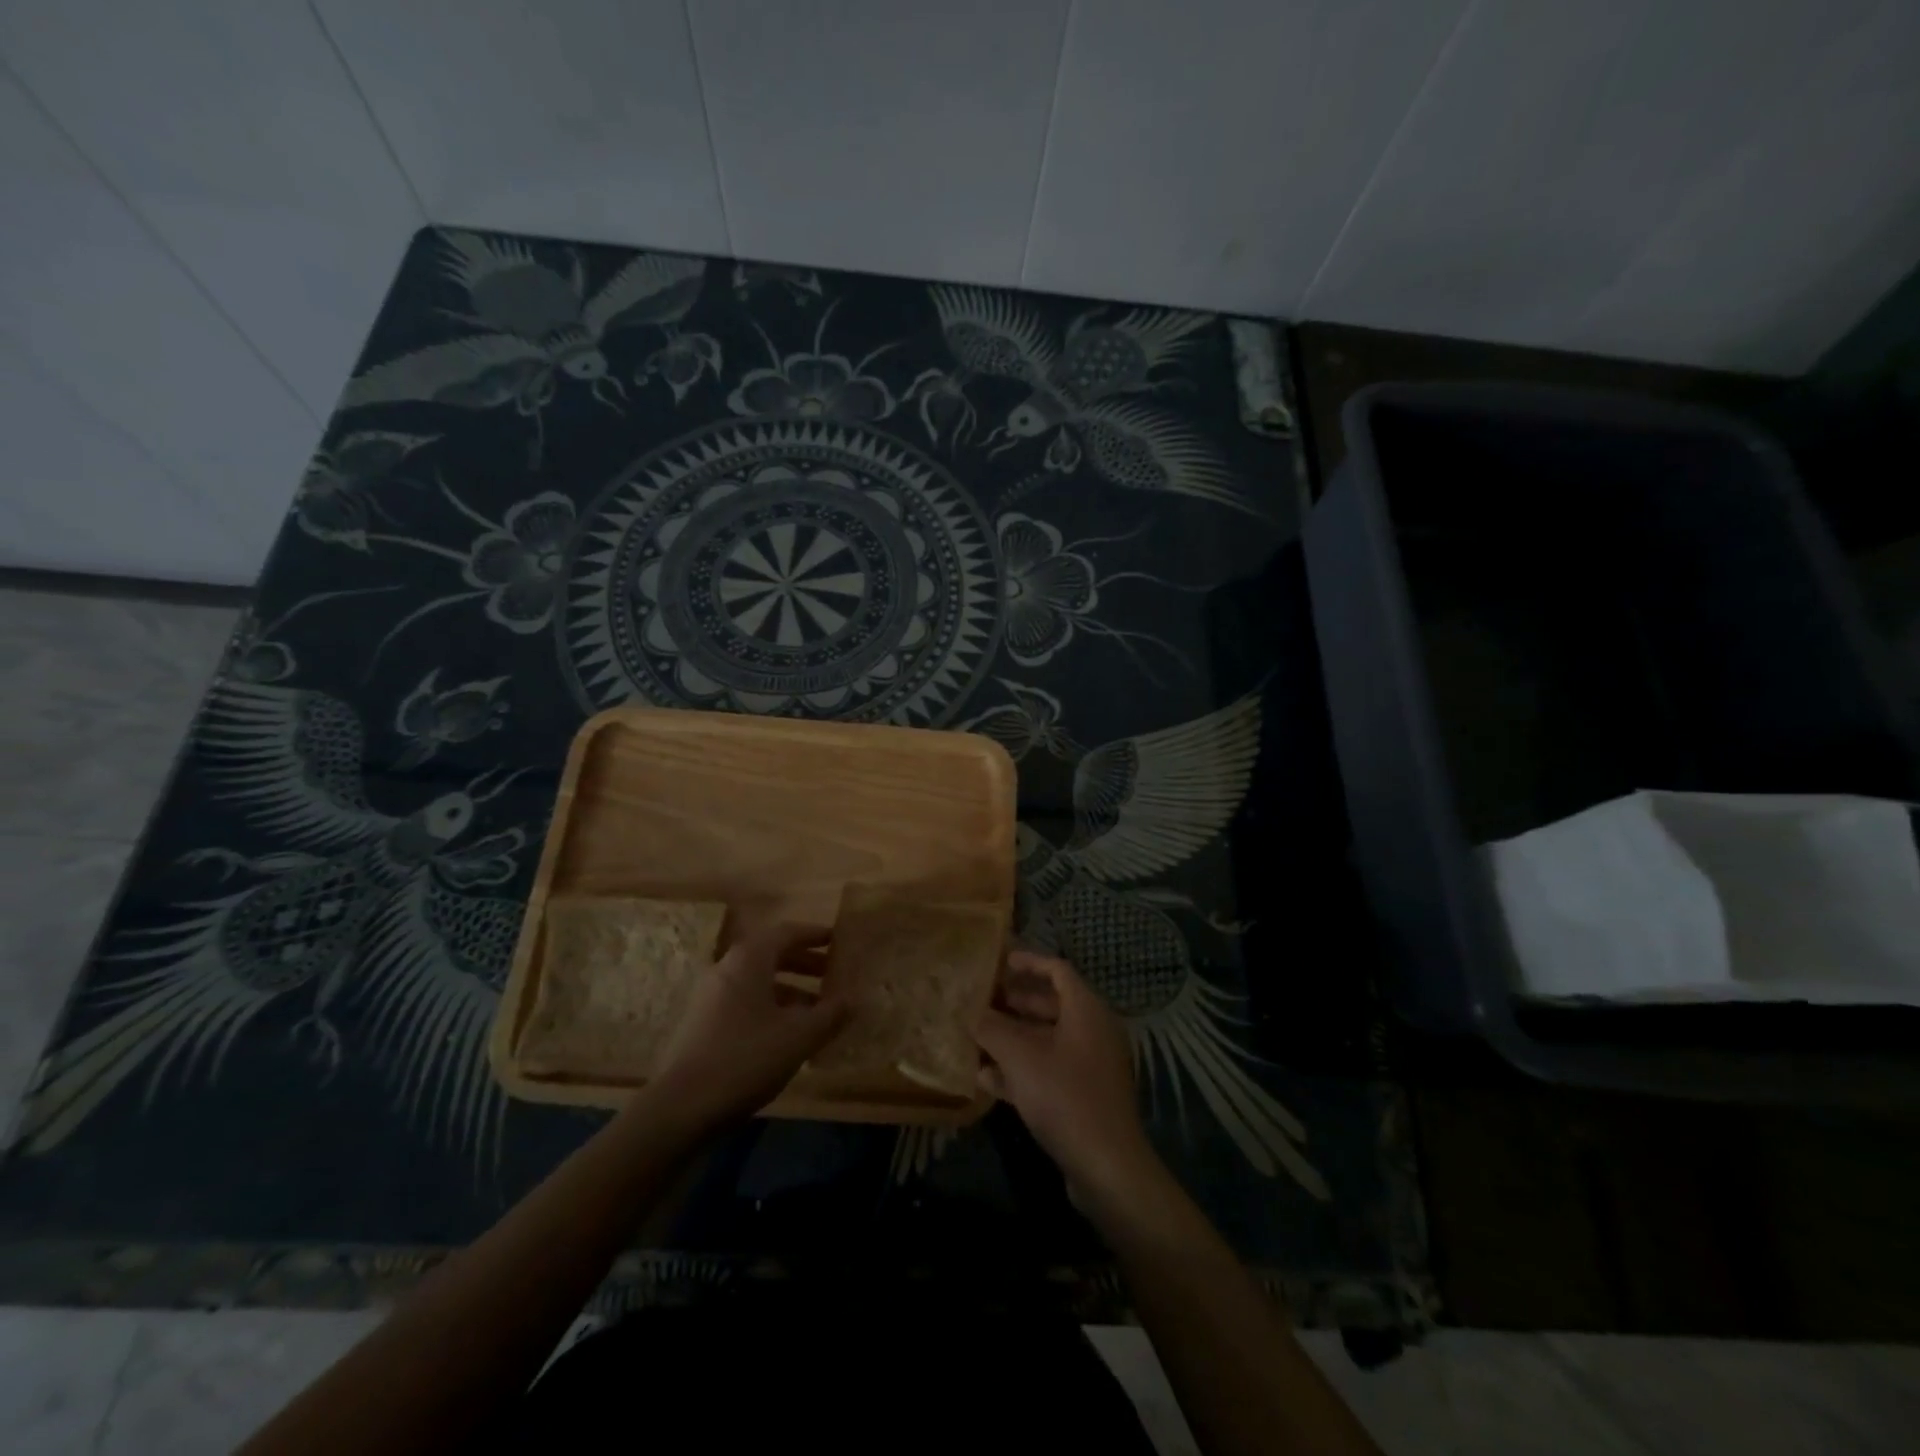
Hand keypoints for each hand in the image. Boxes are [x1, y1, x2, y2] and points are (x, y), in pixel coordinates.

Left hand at [648, 923, 847, 1131]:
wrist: (681, 1108)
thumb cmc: (746, 1058)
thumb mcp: (799, 1037)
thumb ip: (830, 1015)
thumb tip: (852, 1000)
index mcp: (748, 960)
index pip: (786, 933)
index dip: (814, 935)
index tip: (837, 940)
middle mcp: (726, 970)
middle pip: (770, 955)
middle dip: (804, 963)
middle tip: (832, 975)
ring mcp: (710, 998)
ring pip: (757, 982)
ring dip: (789, 990)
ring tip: (817, 1011)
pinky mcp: (702, 1025)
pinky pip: (745, 1003)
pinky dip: (771, 1008)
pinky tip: (788, 1036)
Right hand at [975, 950, 1156, 1199]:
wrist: (1106, 1166)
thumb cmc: (1065, 1096)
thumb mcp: (1020, 1057)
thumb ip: (992, 1029)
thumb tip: (971, 1013)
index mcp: (1086, 1010)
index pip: (1058, 970)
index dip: (1029, 962)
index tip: (999, 962)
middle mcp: (1092, 1031)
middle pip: (1051, 1004)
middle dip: (1014, 1001)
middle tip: (981, 999)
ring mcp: (1090, 1065)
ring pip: (1046, 1039)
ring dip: (1012, 1037)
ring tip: (976, 1035)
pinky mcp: (1083, 1096)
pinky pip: (1048, 1069)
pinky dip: (1020, 1068)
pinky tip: (985, 1078)